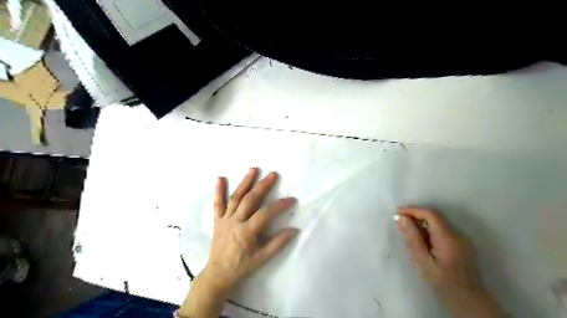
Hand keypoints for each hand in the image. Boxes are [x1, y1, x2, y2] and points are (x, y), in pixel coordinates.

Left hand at [179, 167, 298, 316]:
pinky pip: (217, 204)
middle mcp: (234, 222)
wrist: (218, 274)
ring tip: (253, 169)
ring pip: (235, 197)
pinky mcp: (217, 220)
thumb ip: (278, 243)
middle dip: (262, 186)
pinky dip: (218, 190)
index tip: (292, 199)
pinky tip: (220, 178)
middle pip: (250, 200)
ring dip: (245, 182)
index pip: (265, 214)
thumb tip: (295, 230)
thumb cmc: (242, 267)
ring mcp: (224, 219)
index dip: (279, 205)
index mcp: (246, 232)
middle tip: (273, 174)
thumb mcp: (262, 258)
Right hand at [396, 206, 504, 317]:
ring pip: (438, 222)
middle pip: (434, 216)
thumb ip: (413, 238)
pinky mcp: (461, 243)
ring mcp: (461, 238)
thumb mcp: (423, 261)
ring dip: (421, 222)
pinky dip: (428, 229)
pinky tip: (421, 239)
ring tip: (407, 231)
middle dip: (415, 215)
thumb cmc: (443, 283)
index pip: (430, 214)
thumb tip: (401, 218)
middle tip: (399, 222)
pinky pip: (442, 229)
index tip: (397, 212)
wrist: (469, 301)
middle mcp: (457, 234)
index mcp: (448, 238)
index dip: (413, 210)